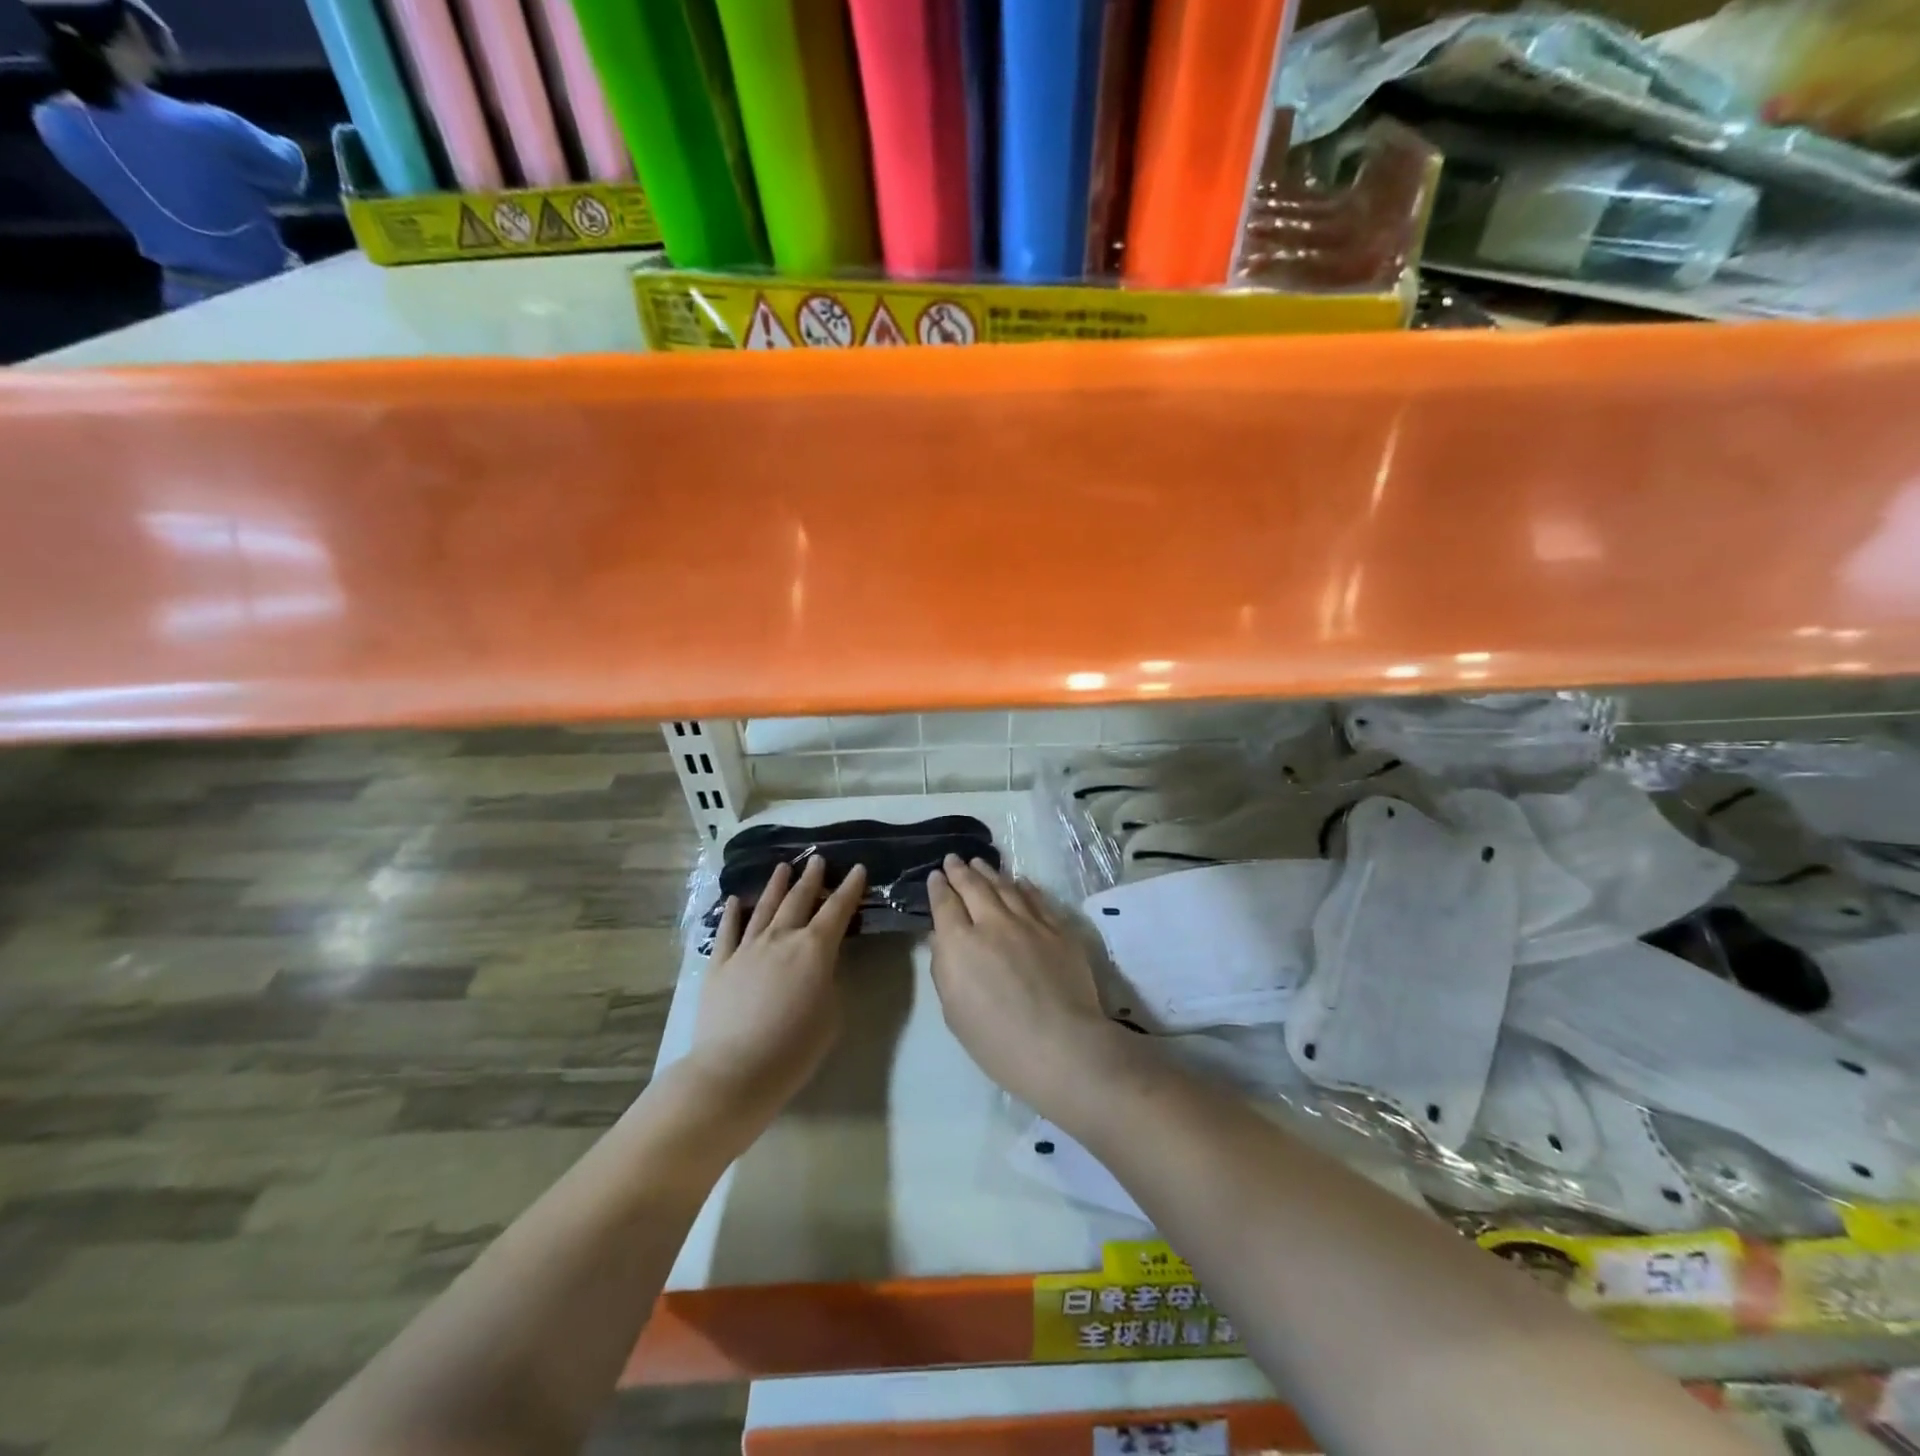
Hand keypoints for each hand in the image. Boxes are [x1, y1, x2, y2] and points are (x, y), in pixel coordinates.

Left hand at [687, 857, 866, 1112]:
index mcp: (815, 949)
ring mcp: (747, 948)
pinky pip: (728, 931)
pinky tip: (734, 901)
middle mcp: (781, 938)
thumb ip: (829, 980)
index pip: (838, 910)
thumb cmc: (794, 1048)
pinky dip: (732, 913)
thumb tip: (820, 966)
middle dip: (811, 878)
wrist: (736, 1070)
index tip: (857, 868)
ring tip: (783, 867)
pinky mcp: (719, 964)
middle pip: (799, 900)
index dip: (850, 888)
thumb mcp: (831, 1014)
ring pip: (764, 908)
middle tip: (817, 860)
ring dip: (776, 886)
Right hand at [927, 854, 1125, 1114]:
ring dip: (990, 872)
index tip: (935, 876)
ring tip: (980, 863)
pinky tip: (1019, 881)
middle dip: (960, 871)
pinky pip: (1037, 899)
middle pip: (973, 887)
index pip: (945, 905)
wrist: (1062, 1045)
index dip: (938, 888)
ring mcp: (1029, 922)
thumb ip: (944, 969)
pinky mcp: (1058, 929)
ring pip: (1005, 886)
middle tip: (954, 859)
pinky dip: (1024, 887)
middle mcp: (992, 923)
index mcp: (960, 944)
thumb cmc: (998, 1042)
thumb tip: (940, 938)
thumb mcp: (955, 1012)